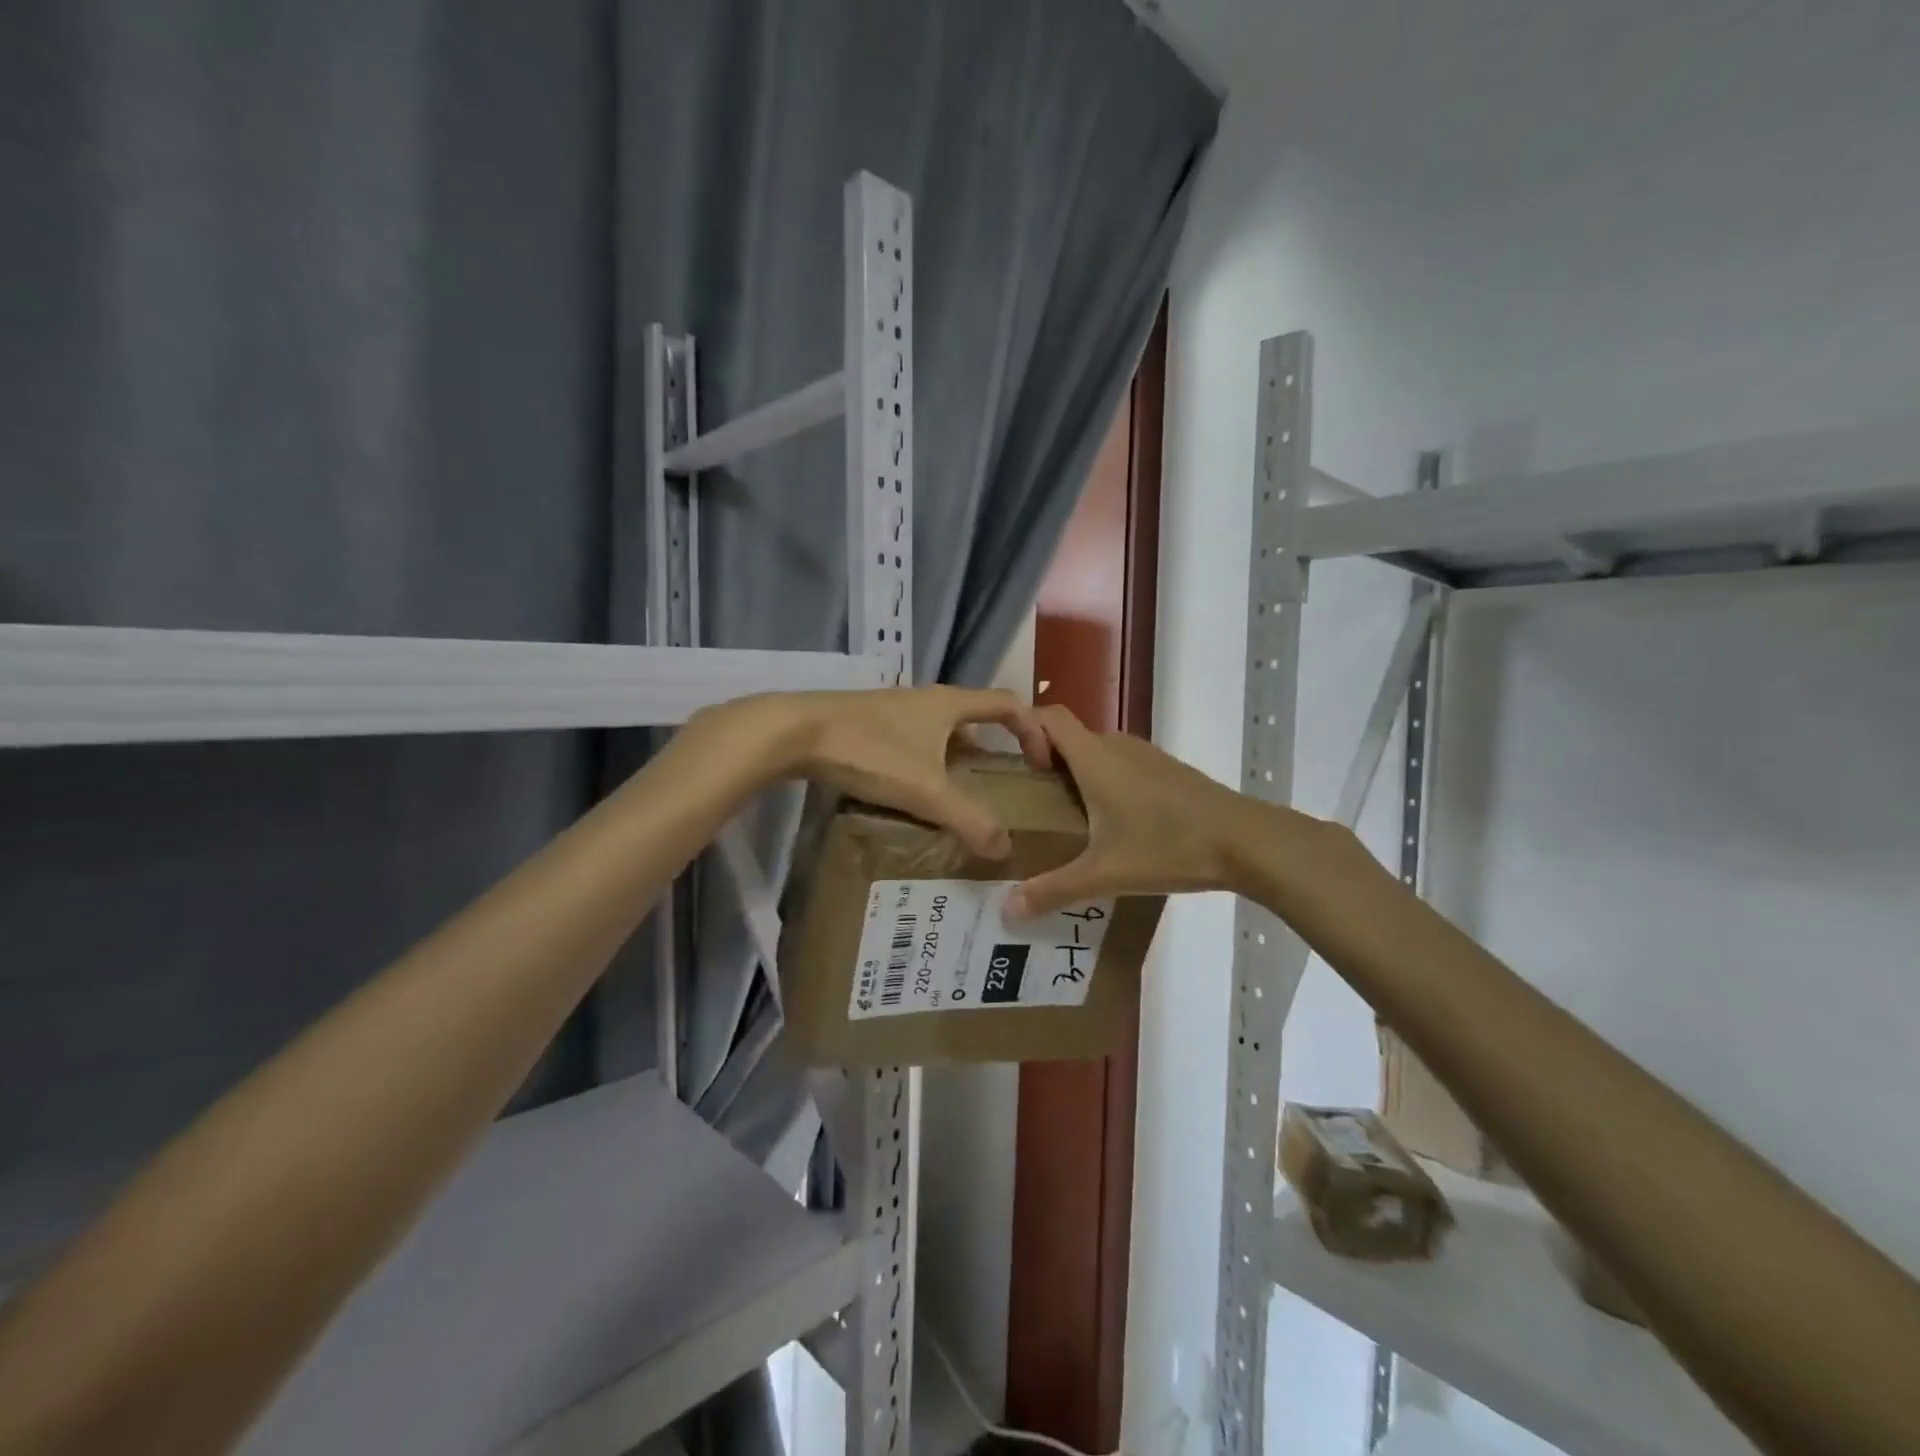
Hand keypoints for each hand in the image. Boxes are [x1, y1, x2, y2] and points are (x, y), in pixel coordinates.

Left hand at [713, 686, 1050, 858]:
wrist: (795, 731)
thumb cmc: (870, 751)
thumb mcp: (926, 790)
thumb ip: (969, 819)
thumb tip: (1004, 848)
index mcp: (950, 704)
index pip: (1009, 704)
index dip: (1033, 731)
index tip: (1040, 763)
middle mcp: (927, 699)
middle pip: (975, 718)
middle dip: (994, 749)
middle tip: (1001, 787)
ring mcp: (895, 709)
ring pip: (941, 731)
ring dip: (958, 759)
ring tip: (960, 797)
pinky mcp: (869, 722)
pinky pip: (914, 740)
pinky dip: (927, 762)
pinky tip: (912, 793)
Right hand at [1007, 705, 1264, 915]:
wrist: (1245, 841)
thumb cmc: (1168, 847)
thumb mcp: (1105, 874)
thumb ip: (1053, 889)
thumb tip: (1007, 910)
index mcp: (1095, 758)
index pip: (1049, 716)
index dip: (1026, 731)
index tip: (1021, 770)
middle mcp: (1118, 746)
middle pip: (1070, 736)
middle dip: (1046, 761)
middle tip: (1033, 803)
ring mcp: (1146, 755)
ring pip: (1097, 750)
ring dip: (1077, 772)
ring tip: (1068, 816)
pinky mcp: (1167, 770)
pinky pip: (1121, 763)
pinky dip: (1105, 780)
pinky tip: (1114, 823)